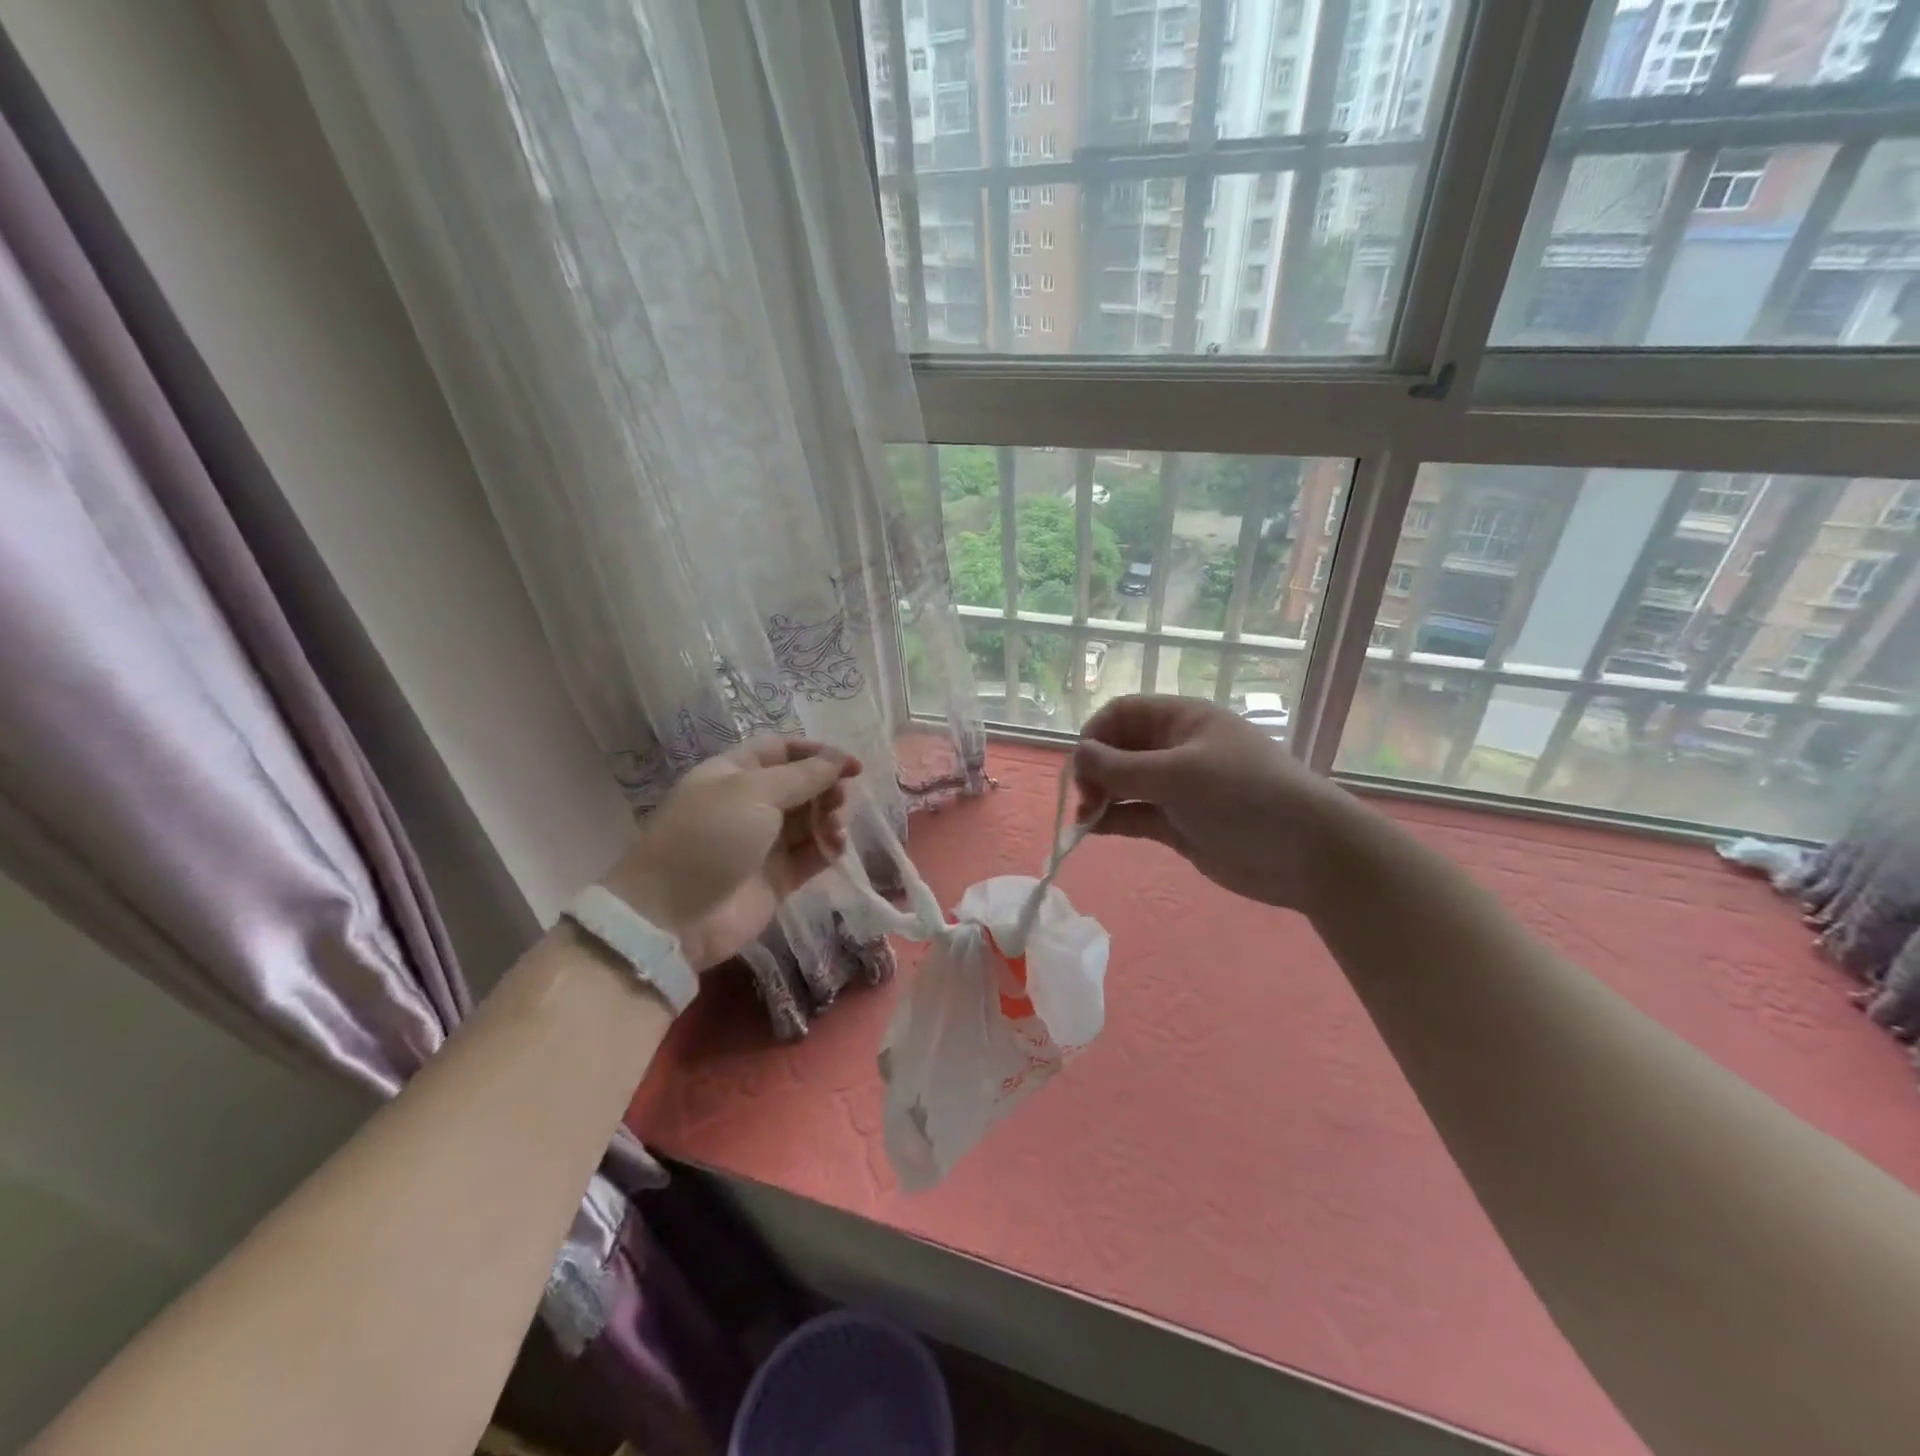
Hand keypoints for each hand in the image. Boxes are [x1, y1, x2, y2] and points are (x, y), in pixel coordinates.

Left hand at [602, 738, 860, 970]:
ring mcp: (764, 843)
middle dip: (828, 788)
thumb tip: (841, 758)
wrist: (673, 916)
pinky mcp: (778, 878)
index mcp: (735, 773)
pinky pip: (812, 854)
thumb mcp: (754, 792)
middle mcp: (750, 804)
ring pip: (811, 820)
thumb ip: (804, 774)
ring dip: (831, 818)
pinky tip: (835, 848)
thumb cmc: (709, 837)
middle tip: (841, 800)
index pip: (783, 751)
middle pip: (803, 785)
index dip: (819, 754)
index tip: (853, 765)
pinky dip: (829, 848)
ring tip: (835, 829)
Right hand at [1074, 695, 1357, 914]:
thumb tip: (1077, 755)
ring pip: (1124, 784)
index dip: (1095, 734)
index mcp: (1182, 720)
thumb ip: (1122, 767)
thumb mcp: (1179, 774)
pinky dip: (1113, 820)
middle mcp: (1176, 749)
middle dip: (1095, 769)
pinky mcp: (1179, 825)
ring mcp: (1178, 788)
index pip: (1122, 713)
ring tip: (1086, 819)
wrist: (1307, 854)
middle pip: (1119, 749)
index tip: (1081, 766)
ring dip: (1100, 797)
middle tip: (1085, 799)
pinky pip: (1136, 815)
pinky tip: (1093, 831)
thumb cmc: (1244, 796)